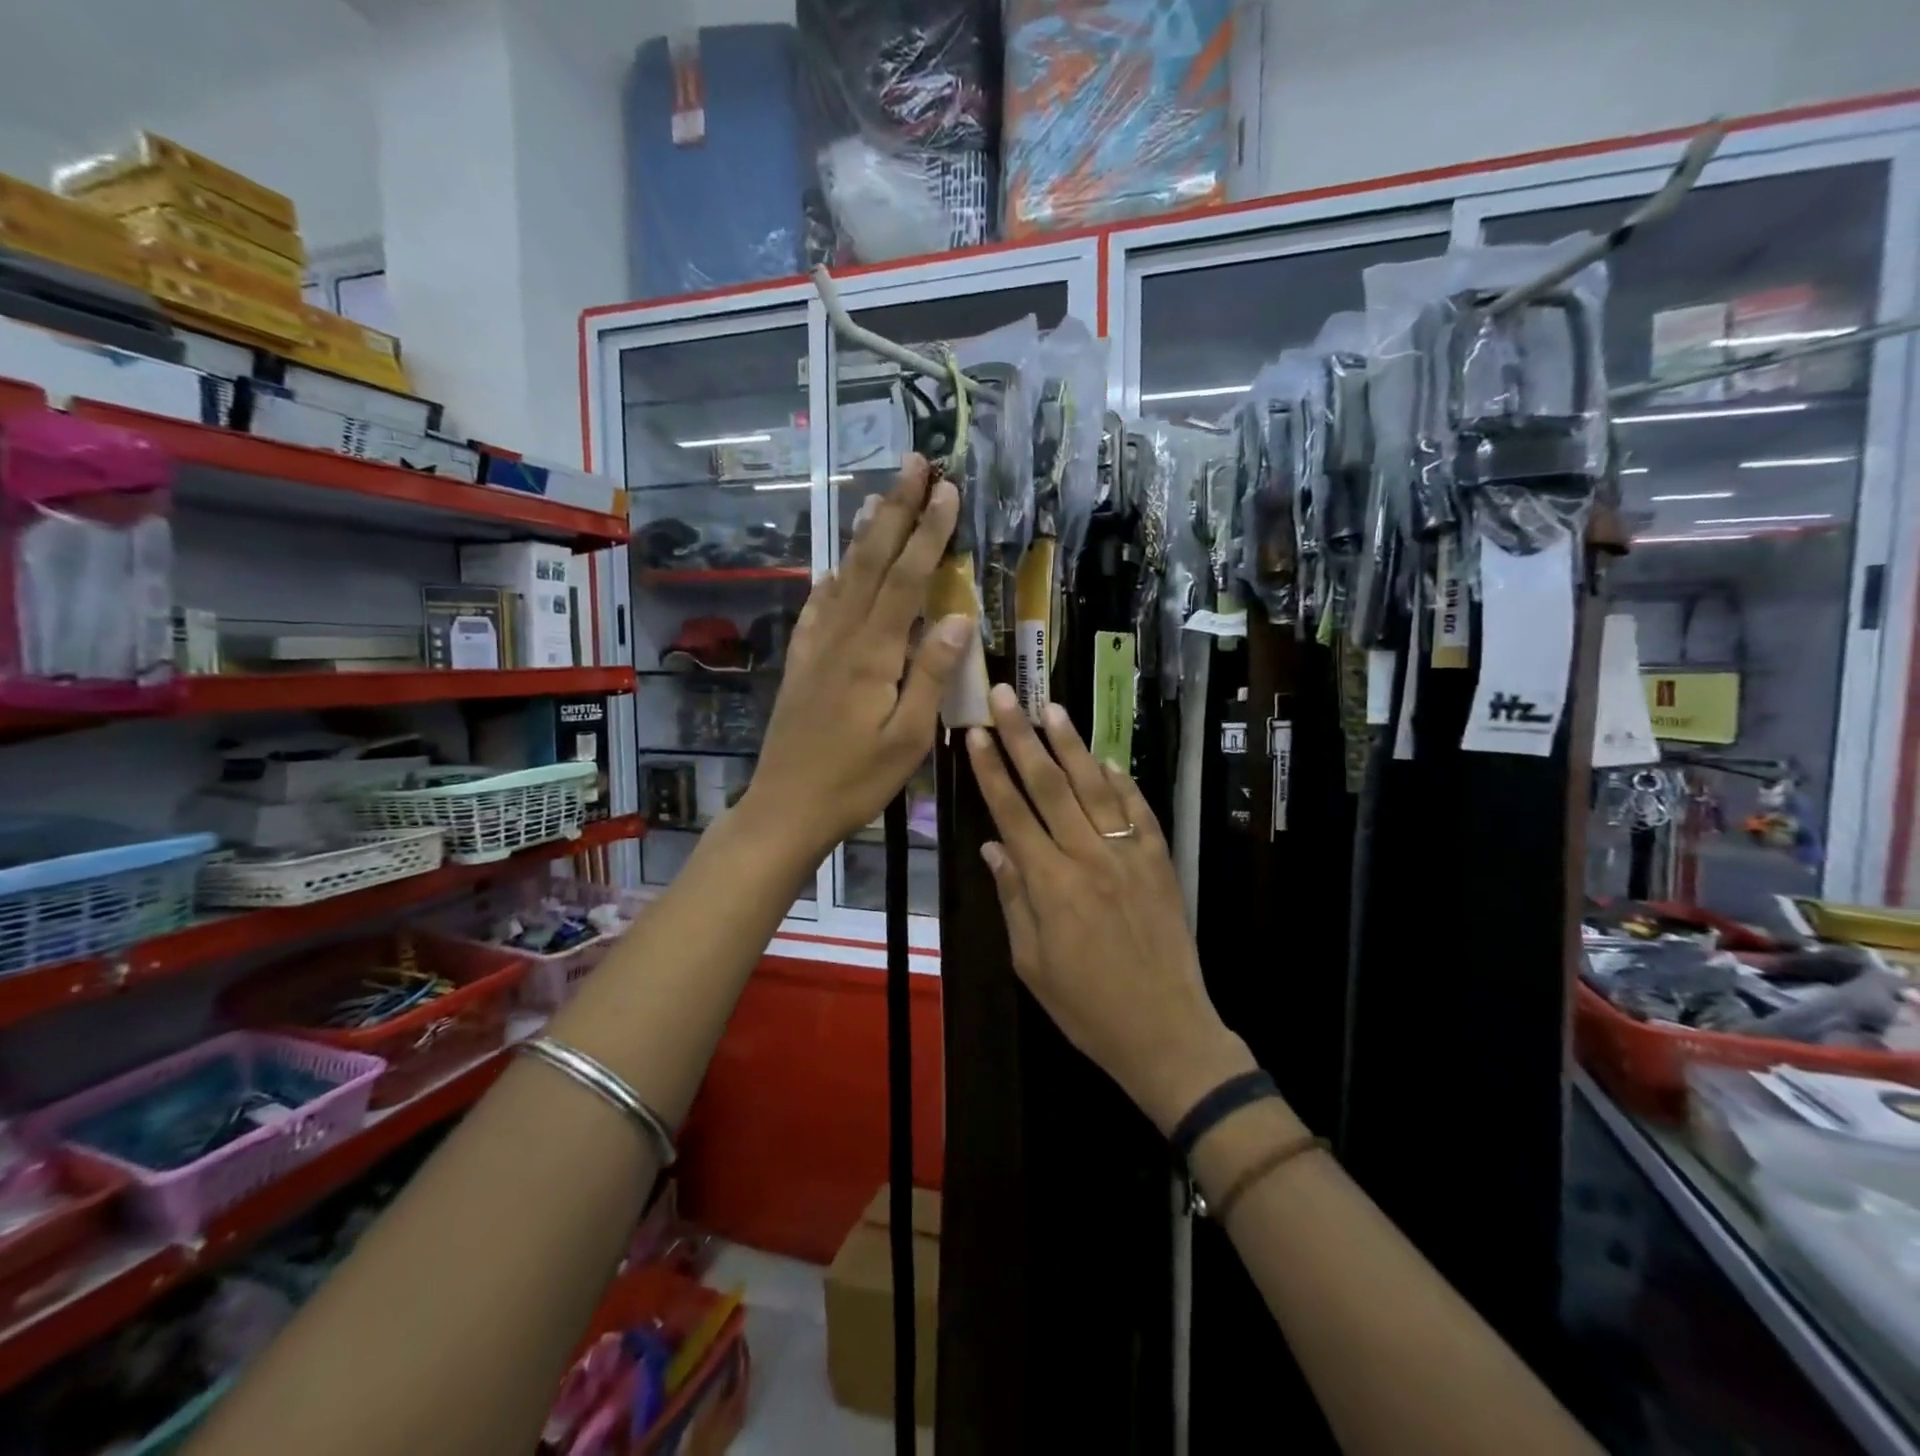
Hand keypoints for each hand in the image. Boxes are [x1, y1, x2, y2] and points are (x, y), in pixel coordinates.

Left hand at [744, 456, 970, 864]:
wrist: (786, 807)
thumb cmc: (856, 780)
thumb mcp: (908, 737)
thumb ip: (931, 674)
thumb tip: (958, 616)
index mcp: (873, 653)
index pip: (907, 579)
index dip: (929, 532)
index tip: (947, 490)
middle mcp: (842, 636)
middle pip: (872, 561)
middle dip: (896, 510)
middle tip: (914, 464)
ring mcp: (816, 645)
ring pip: (843, 575)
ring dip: (865, 533)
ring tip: (881, 496)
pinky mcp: (802, 661)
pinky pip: (818, 606)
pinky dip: (832, 576)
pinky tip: (836, 564)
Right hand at [966, 684, 1254, 1131]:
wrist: (1165, 1029)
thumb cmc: (1086, 1005)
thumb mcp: (1031, 962)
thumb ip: (1014, 898)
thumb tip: (995, 847)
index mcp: (1051, 884)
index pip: (1012, 812)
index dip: (991, 770)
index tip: (976, 734)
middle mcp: (1089, 857)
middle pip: (1050, 786)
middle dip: (1024, 737)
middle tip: (1007, 696)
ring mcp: (1129, 855)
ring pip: (1096, 787)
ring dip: (1072, 745)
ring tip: (1053, 708)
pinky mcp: (1159, 861)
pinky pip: (1138, 811)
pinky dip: (1121, 782)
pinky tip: (1106, 759)